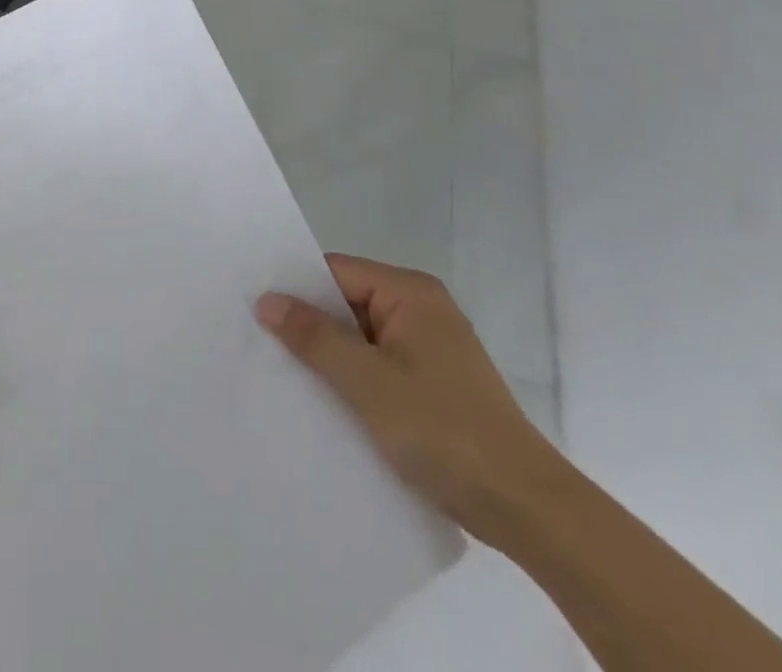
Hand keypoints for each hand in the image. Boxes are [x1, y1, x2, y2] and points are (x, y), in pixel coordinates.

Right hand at [257, 254, 565, 547]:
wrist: (529, 511)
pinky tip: (322, 398)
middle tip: (258, 340)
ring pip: (359, 336)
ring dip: (328, 354)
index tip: (252, 308)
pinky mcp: (433, 382)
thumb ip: (314, 336)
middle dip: (308, 323)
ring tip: (281, 370)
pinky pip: (376, 363)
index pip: (335, 272)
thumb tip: (266, 299)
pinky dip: (351, 376)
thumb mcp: (367, 381)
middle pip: (345, 301)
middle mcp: (421, 308)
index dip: (294, 288)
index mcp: (410, 292)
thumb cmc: (445, 432)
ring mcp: (429, 346)